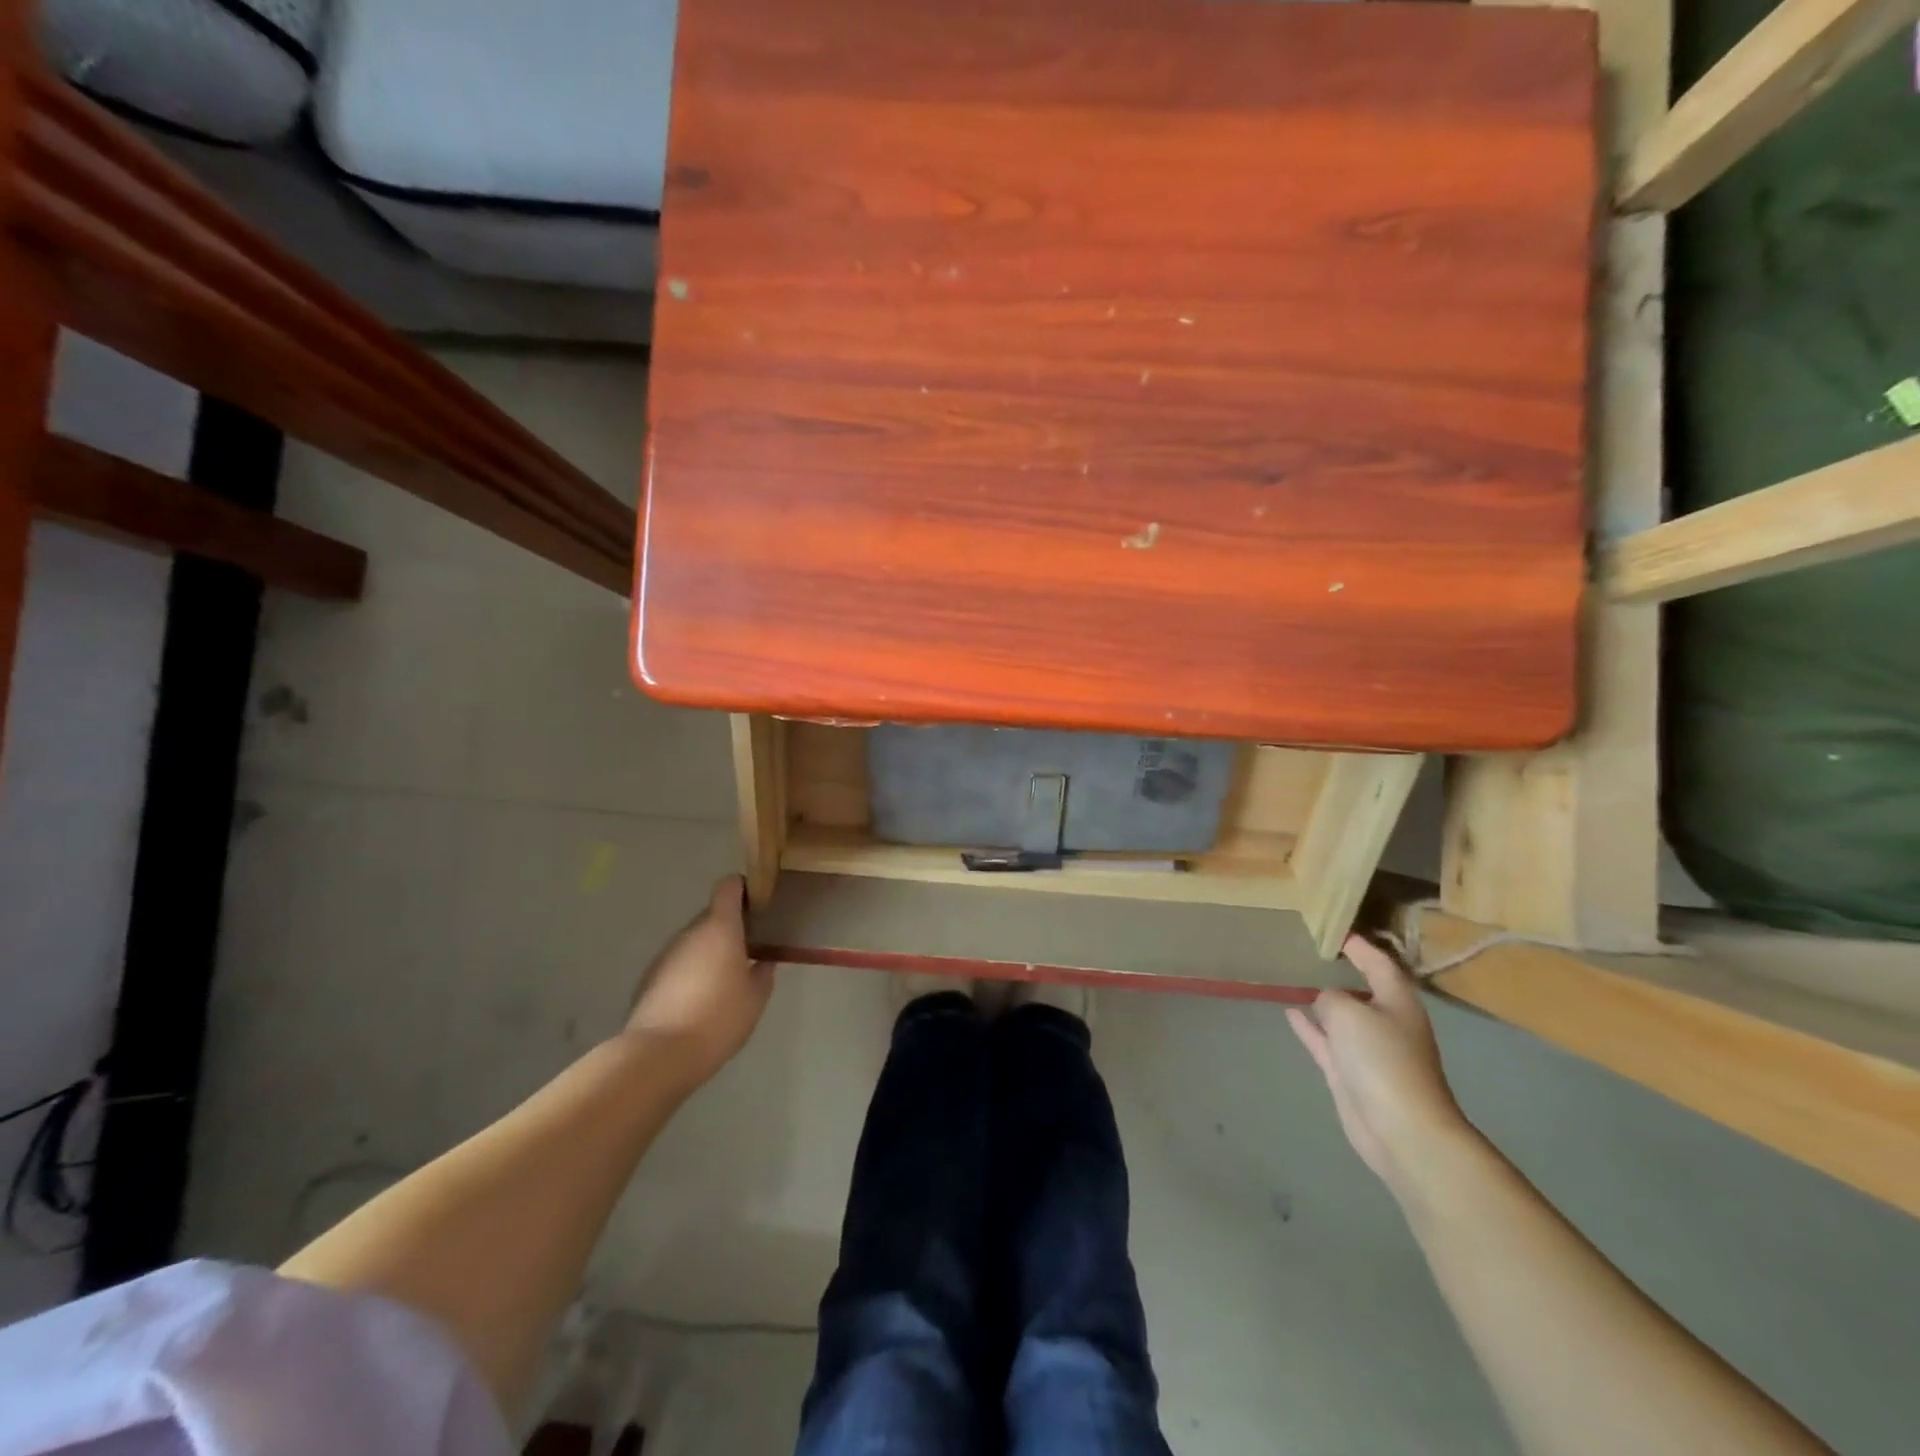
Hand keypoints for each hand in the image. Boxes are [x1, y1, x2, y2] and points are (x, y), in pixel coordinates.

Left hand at [624, 876, 774, 1089]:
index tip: (757, 904)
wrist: (659, 1055)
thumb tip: (762, 961)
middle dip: (730, 928)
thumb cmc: (718, 1019)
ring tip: (724, 981)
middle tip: (748, 950)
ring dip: (709, 951)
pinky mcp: (649, 978)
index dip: (743, 889)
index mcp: (720, 928)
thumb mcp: (755, 998)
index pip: (728, 887)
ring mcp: (666, 954)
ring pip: (694, 941)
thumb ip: (763, 973)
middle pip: (712, 916)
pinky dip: (690, 972)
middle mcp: (690, 933)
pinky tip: (698, 1001)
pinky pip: (678, 963)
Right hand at [1287, 934, 1474, 1193]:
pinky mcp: (1349, 1073)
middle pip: (1361, 988)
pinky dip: (1309, 1026)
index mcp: (1397, 1000)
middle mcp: (1386, 1021)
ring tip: (1293, 977)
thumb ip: (1330, 998)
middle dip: (1339, 970)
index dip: (1357, 945)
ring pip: (1341, 1015)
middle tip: (1306, 949)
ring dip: (1321, 999)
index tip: (1332, 929)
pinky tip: (1289, 1010)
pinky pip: (1325, 1040)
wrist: (1399, 1129)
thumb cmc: (1382, 1060)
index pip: (1377, 962)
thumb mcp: (1349, 1012)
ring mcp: (1367, 1050)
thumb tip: (1323, 1002)